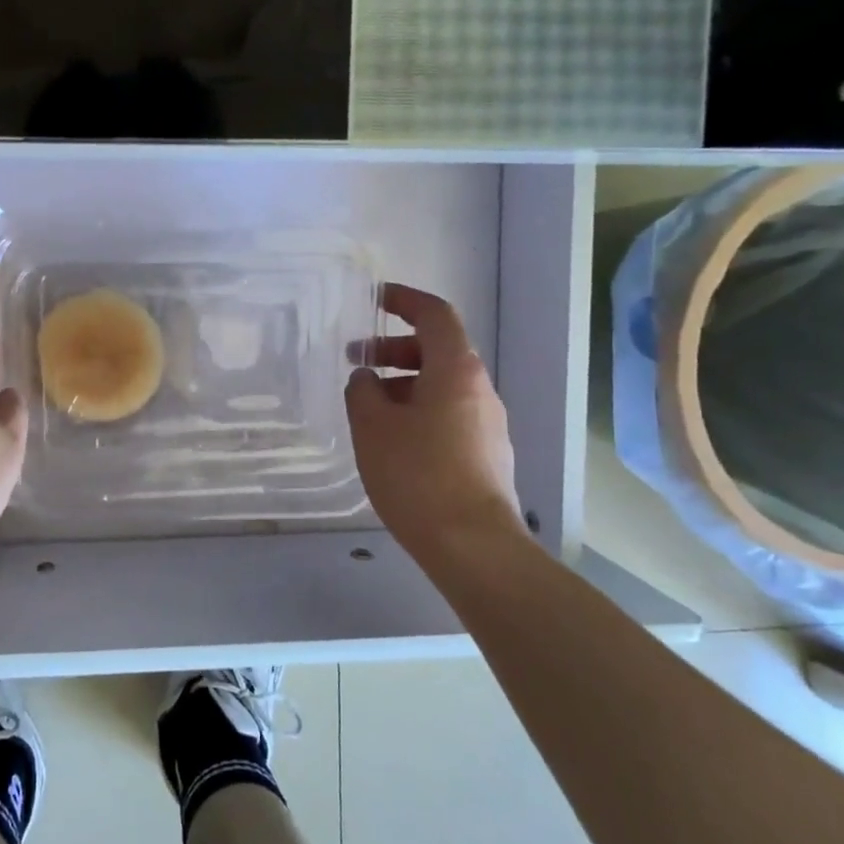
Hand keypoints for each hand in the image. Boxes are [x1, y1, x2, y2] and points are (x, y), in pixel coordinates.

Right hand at [345, 283, 524, 559]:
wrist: (473, 544)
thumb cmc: (418, 474)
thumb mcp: (373, 426)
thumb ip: (362, 391)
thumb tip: (365, 378)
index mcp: (456, 370)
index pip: (434, 315)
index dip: (404, 300)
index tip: (375, 298)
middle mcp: (479, 388)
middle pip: (438, 350)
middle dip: (394, 348)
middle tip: (356, 361)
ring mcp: (488, 422)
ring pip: (441, 385)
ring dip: (403, 383)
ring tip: (367, 406)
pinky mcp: (486, 453)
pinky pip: (448, 414)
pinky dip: (418, 410)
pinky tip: (392, 439)